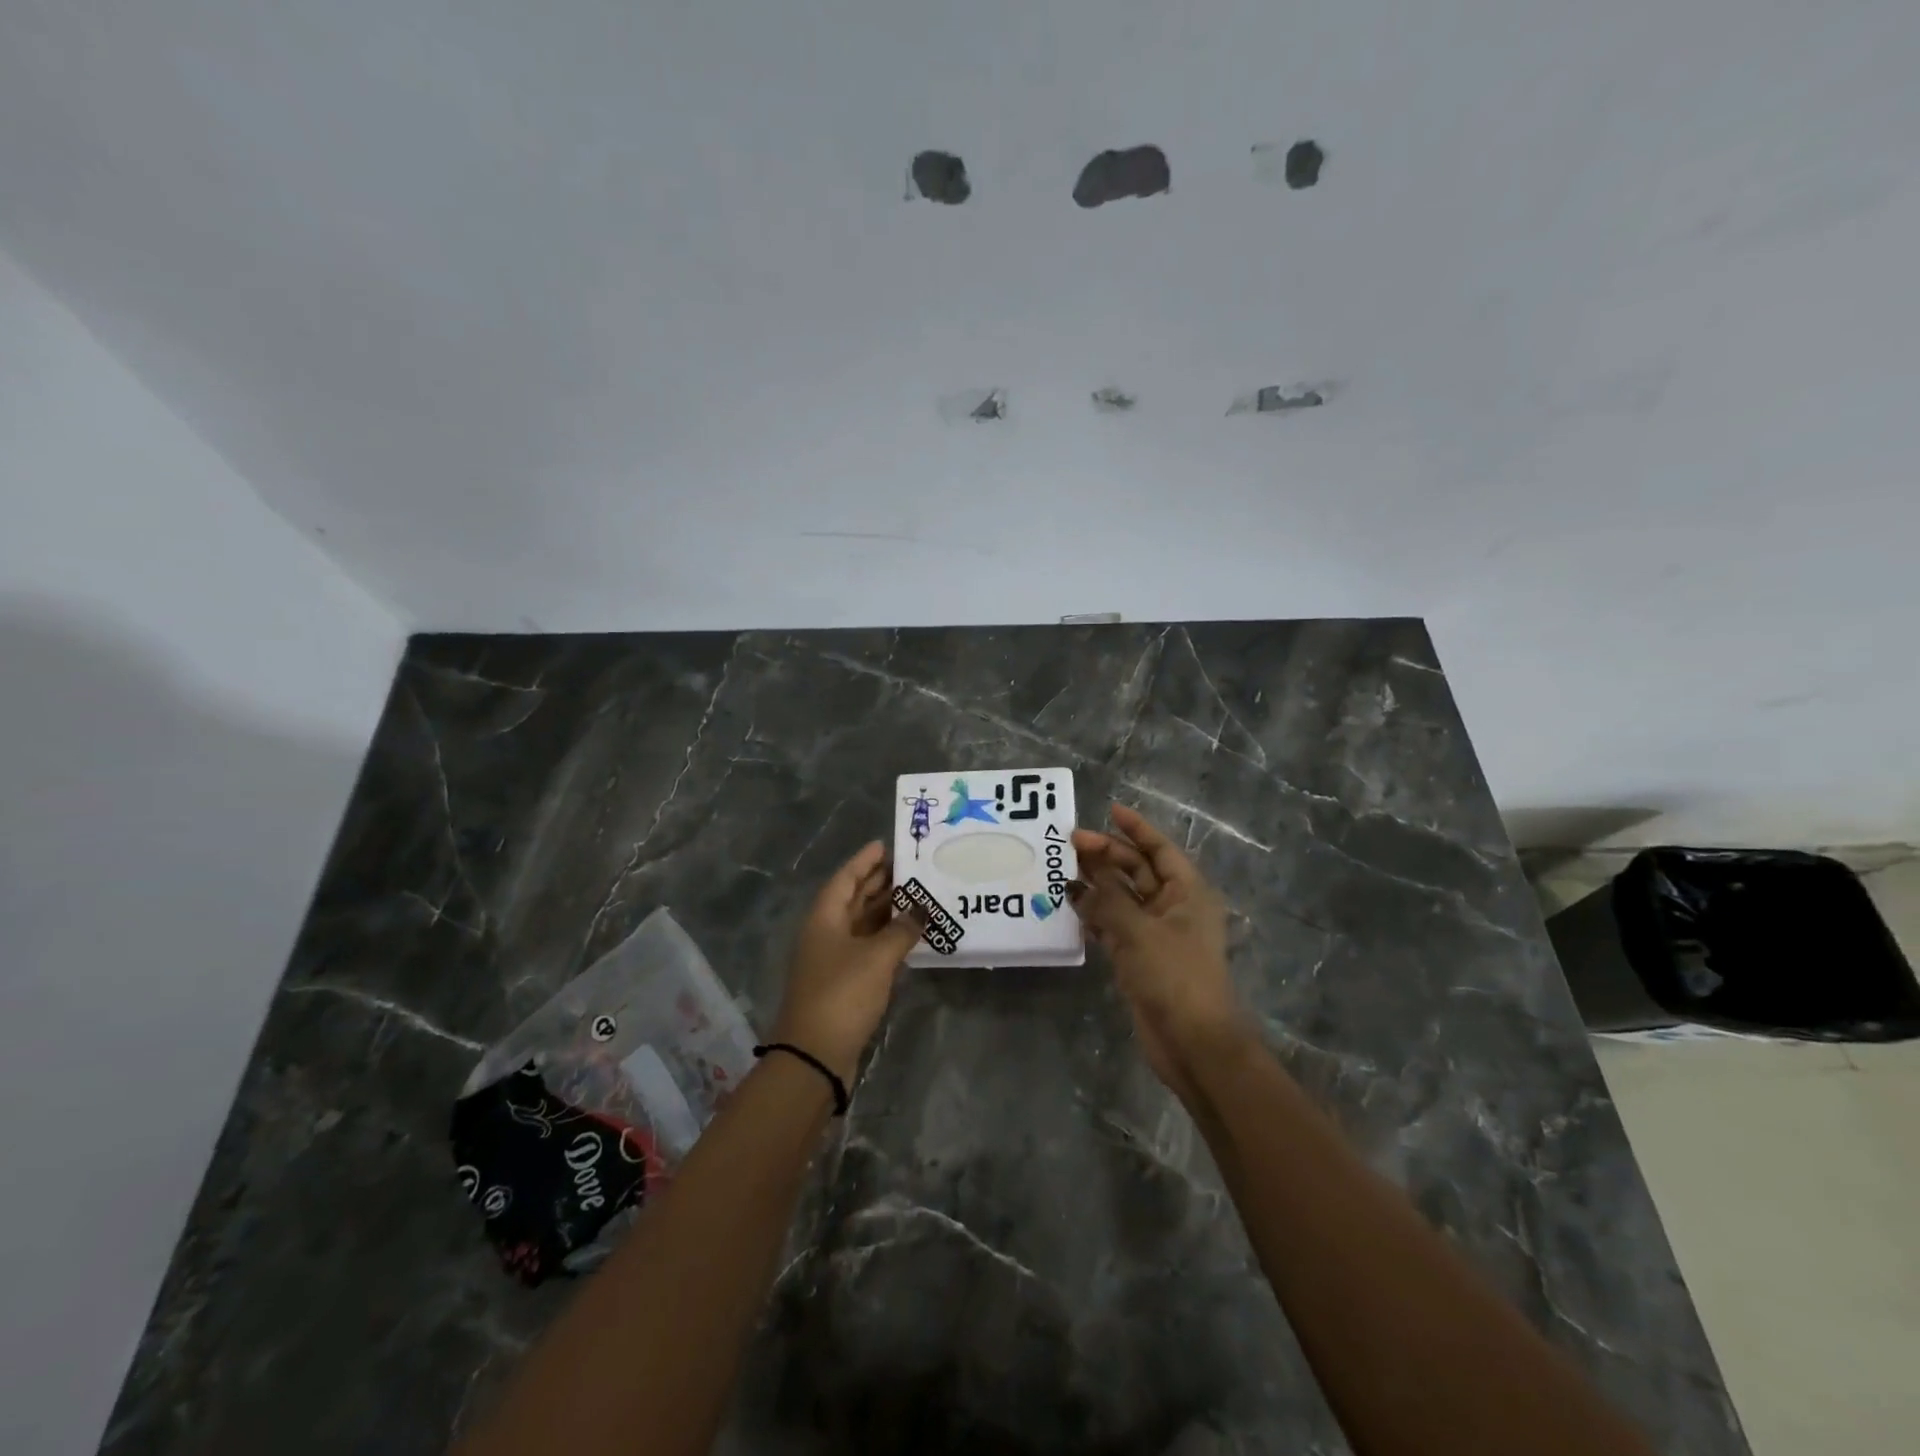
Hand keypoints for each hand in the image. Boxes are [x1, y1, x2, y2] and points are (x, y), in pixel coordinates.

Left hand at [772, 841, 923, 1084]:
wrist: (814, 1055)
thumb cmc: (842, 994)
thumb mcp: (876, 957)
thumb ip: (902, 930)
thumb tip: (923, 910)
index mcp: (824, 918)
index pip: (845, 878)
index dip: (864, 861)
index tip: (886, 844)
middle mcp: (825, 933)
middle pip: (852, 899)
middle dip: (878, 882)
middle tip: (910, 868)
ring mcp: (832, 959)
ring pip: (861, 924)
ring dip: (885, 910)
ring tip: (917, 896)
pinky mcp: (843, 982)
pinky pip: (866, 947)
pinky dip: (886, 937)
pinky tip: (908, 935)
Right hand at [1070, 805, 1247, 1102]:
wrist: (1194, 1043)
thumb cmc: (1174, 976)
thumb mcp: (1138, 930)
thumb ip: (1106, 899)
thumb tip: (1078, 880)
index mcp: (1187, 893)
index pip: (1160, 849)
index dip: (1136, 828)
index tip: (1109, 810)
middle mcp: (1173, 908)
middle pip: (1138, 871)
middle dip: (1107, 855)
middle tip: (1070, 844)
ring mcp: (1156, 934)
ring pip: (1123, 898)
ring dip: (1097, 884)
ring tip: (1063, 870)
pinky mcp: (1140, 959)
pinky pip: (1114, 927)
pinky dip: (1095, 916)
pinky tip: (1071, 907)